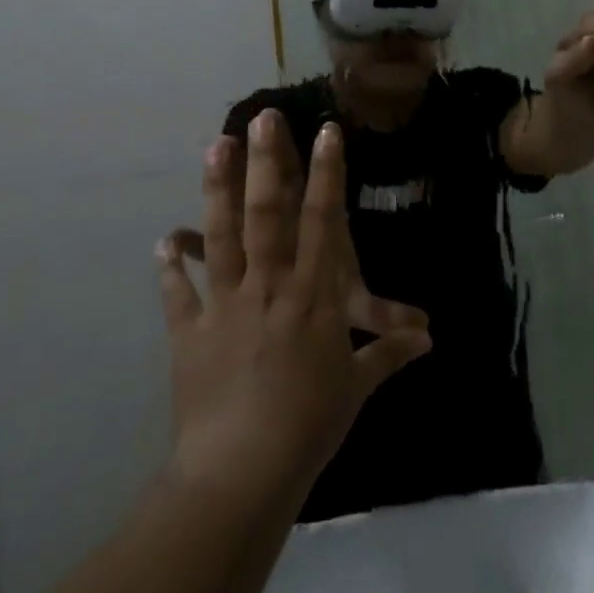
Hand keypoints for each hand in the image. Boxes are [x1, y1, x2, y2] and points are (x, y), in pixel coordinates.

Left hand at [154, 110, 431, 493]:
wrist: (240, 473)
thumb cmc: (309, 425)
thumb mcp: (355, 387)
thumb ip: (388, 353)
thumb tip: (429, 339)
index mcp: (313, 296)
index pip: (323, 221)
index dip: (326, 173)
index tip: (326, 132)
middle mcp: (270, 287)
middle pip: (268, 214)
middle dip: (267, 162)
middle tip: (260, 119)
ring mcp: (225, 306)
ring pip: (222, 236)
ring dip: (217, 190)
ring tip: (214, 147)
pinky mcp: (190, 333)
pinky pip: (178, 293)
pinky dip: (171, 266)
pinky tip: (164, 240)